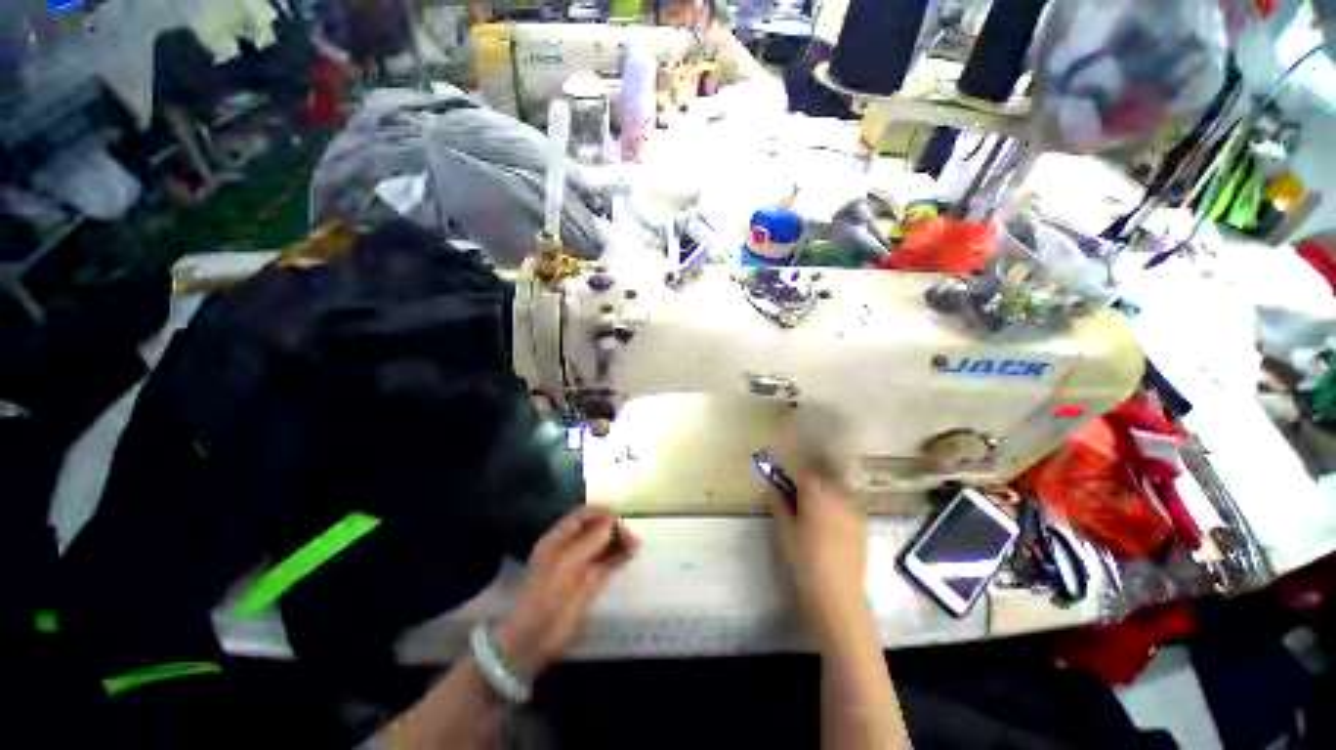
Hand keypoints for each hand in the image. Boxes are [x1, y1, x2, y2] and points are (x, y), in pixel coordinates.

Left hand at [495, 506, 637, 678]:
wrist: (537, 637)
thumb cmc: (547, 594)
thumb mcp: (566, 563)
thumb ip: (590, 541)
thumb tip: (610, 522)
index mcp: (558, 539)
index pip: (581, 516)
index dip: (599, 513)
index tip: (618, 517)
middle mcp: (570, 548)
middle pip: (595, 529)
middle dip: (613, 529)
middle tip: (631, 537)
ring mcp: (581, 565)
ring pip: (603, 546)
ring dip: (619, 542)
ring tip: (636, 546)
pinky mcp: (590, 582)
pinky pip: (607, 563)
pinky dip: (620, 556)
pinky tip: (631, 555)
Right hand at [768, 472, 869, 650]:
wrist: (836, 596)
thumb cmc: (803, 560)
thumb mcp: (784, 531)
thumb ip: (778, 505)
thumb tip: (771, 490)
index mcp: (816, 495)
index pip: (806, 473)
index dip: (795, 476)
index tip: (787, 485)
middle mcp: (838, 498)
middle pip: (824, 479)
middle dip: (811, 483)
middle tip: (799, 498)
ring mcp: (854, 513)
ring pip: (838, 492)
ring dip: (826, 494)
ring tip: (815, 511)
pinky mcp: (863, 529)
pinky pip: (849, 508)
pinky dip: (839, 508)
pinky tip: (831, 526)